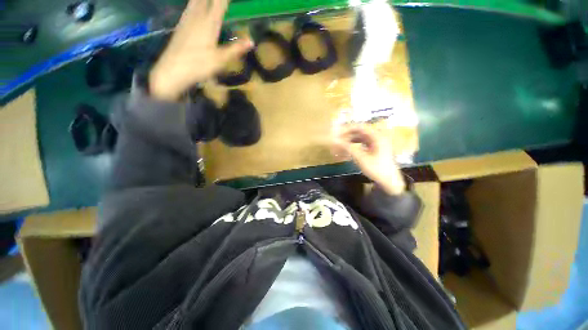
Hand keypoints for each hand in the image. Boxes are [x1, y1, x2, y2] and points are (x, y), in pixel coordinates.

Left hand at [149, 0, 252, 100]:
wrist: (173, 70)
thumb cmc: (199, 65)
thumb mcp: (221, 60)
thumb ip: (236, 49)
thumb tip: (252, 41)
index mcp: (209, 23)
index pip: (220, 3)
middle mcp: (197, 16)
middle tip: (221, 0)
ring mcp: (187, 19)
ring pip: (195, 0)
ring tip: (210, 1)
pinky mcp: (181, 25)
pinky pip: (189, 6)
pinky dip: (195, 3)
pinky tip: (195, 5)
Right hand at [332, 124, 405, 194]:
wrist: (390, 181)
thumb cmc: (376, 169)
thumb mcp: (361, 158)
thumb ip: (348, 148)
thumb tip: (335, 141)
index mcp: (377, 136)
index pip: (360, 127)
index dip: (348, 128)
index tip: (338, 133)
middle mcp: (378, 137)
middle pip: (361, 131)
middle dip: (349, 134)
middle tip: (338, 139)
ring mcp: (378, 142)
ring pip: (362, 137)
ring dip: (351, 139)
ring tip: (342, 144)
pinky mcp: (376, 148)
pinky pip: (364, 143)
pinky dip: (356, 144)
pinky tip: (349, 148)